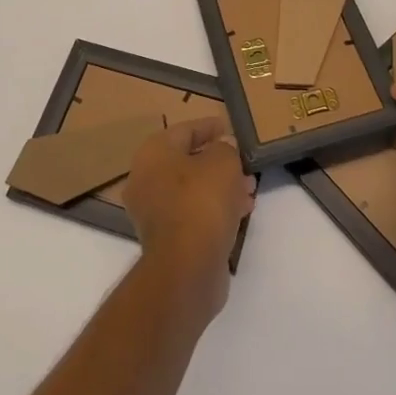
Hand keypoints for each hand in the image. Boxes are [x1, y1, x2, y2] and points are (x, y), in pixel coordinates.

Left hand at [124, 119, 254, 319]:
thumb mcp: (223, 162)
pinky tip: (241, 210)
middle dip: (218, 161)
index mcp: (153, 153)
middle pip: (187, 162)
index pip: (184, 130)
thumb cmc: (202, 200)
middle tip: (243, 162)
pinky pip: (193, 214)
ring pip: (192, 190)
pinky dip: (214, 209)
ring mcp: (153, 212)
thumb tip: (223, 148)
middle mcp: (146, 179)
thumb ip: (225, 148)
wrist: (187, 267)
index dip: (209, 127)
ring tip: (249, 188)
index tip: (229, 128)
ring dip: (221, 187)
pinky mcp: (166, 239)